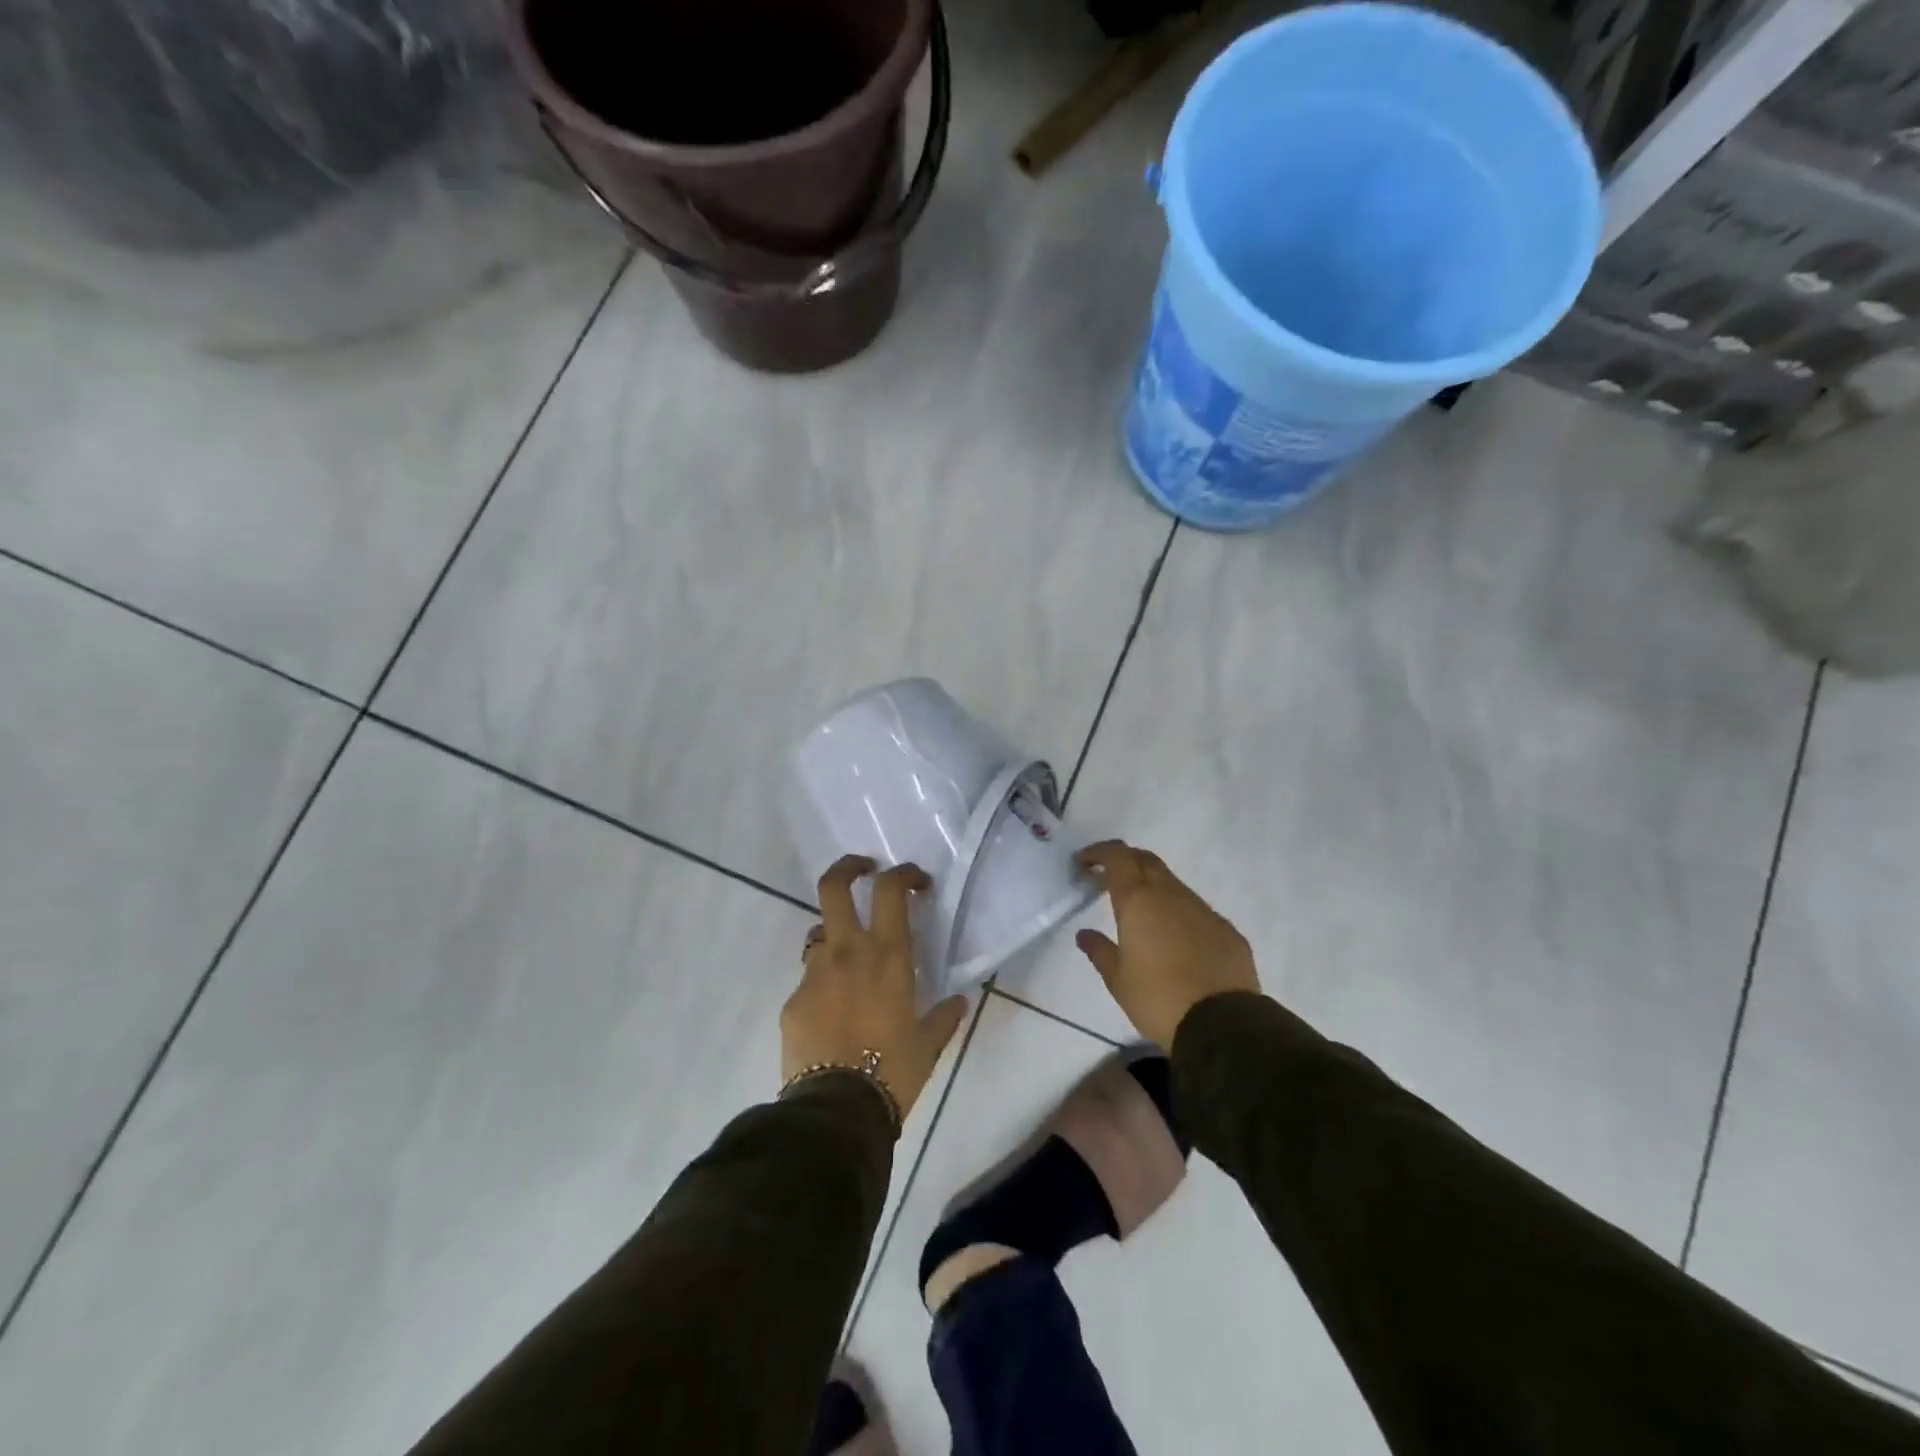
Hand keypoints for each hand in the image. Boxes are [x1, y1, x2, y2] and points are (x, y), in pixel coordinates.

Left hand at [782, 855, 968, 1123]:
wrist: (837, 1110)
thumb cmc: (893, 1071)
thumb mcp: (928, 1045)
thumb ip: (944, 1017)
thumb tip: (958, 1003)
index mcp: (887, 956)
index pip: (891, 890)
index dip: (903, 873)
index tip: (916, 881)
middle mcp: (847, 952)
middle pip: (834, 886)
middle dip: (848, 868)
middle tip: (863, 870)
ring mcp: (814, 974)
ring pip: (819, 934)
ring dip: (835, 937)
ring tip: (850, 964)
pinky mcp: (792, 1001)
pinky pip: (809, 980)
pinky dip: (823, 986)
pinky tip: (833, 1016)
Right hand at [1074, 841, 1259, 1048]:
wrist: (1221, 1024)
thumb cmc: (1158, 999)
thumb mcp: (1118, 980)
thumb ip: (1100, 951)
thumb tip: (1085, 934)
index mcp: (1138, 901)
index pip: (1117, 857)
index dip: (1099, 853)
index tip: (1084, 863)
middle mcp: (1170, 895)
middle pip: (1146, 860)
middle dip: (1125, 861)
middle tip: (1108, 879)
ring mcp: (1202, 909)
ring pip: (1172, 884)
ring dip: (1152, 888)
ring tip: (1140, 913)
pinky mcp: (1225, 928)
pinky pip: (1195, 910)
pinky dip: (1177, 913)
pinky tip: (1174, 939)